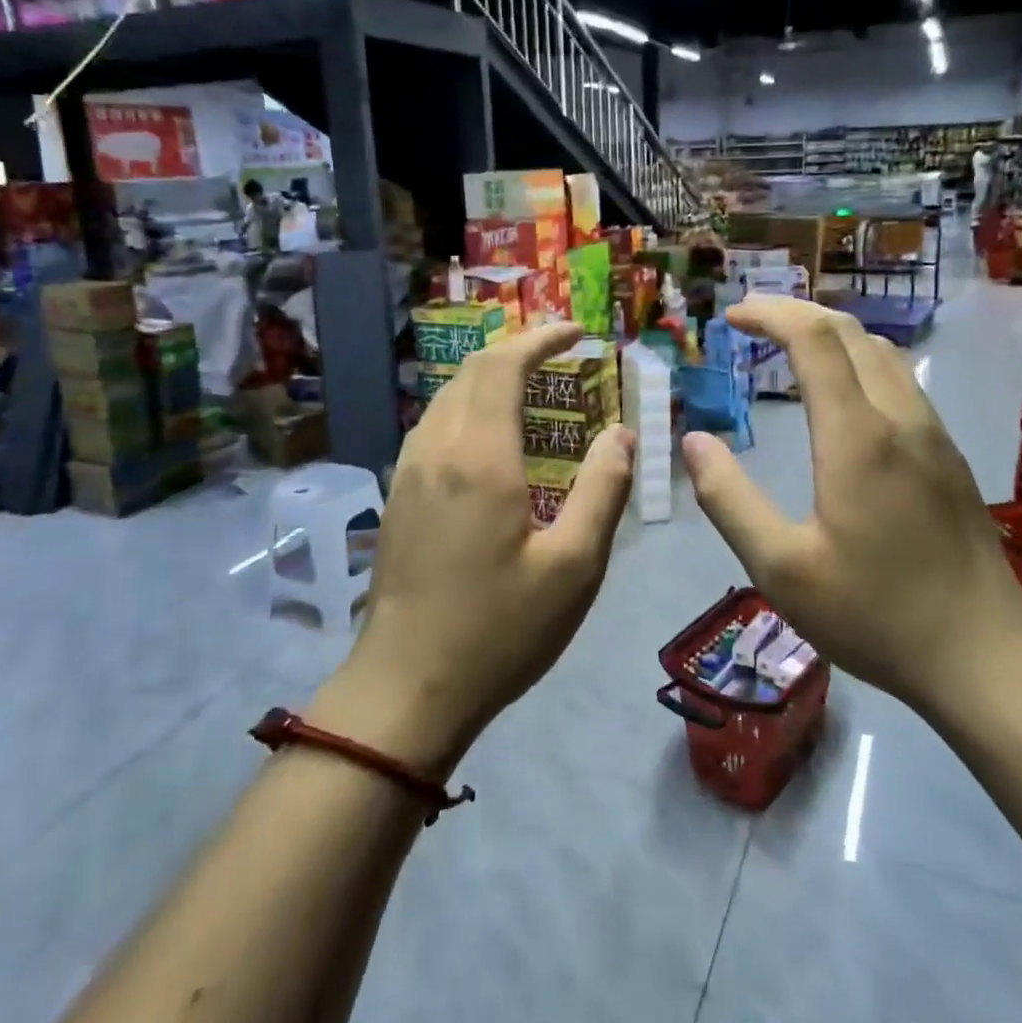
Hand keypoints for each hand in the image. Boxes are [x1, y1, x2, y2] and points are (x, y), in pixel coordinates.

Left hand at [317, 324, 633, 772]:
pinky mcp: (398, 497)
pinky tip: (494, 439)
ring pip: (448, 397)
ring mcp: (408, 472)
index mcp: (479, 457)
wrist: (404, 690)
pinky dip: (470, 407)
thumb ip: (604, 490)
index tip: (577, 332)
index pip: (503, 365)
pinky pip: (435, 426)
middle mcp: (436, 449)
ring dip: (490, 378)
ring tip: (534, 389)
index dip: (541, 338)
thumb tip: (623, 435)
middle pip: (471, 371)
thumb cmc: (499, 630)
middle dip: (517, 350)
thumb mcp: (574, 566)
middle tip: (562, 355)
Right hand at [682, 297, 1021, 714]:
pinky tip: (843, 395)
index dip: (770, 314)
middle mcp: (900, 418)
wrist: (985, 657)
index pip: (814, 339)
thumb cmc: (874, 614)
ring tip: (791, 348)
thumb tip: (694, 442)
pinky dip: (859, 361)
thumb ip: (728, 500)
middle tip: (752, 322)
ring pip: (882, 353)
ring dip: (832, 335)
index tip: (732, 315)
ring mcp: (933, 434)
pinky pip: (901, 381)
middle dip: (797, 313)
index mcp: (856, 436)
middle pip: (850, 332)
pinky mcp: (949, 456)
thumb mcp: (780, 568)